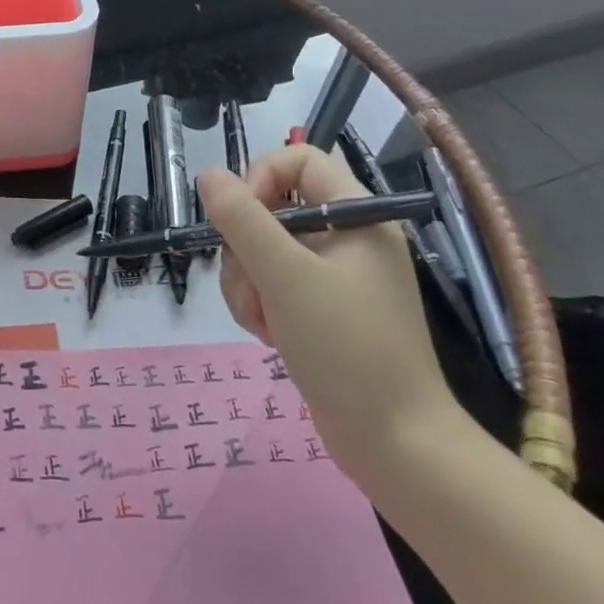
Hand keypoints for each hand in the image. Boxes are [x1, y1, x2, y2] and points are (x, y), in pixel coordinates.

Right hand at [197, 149, 458, 485]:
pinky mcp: (322, 308)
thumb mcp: (284, 276)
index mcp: (357, 215)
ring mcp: (335, 275)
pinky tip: (269, 336)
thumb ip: (242, 219)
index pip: (297, 159)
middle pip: (272, 208)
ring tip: (262, 321)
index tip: (238, 218)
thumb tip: (208, 174)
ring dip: (248, 282)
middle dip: (246, 247)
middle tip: (250, 285)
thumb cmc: (346, 347)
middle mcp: (347, 237)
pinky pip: (273, 283)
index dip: (260, 178)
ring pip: (264, 250)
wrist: (395, 443)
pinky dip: (261, 304)